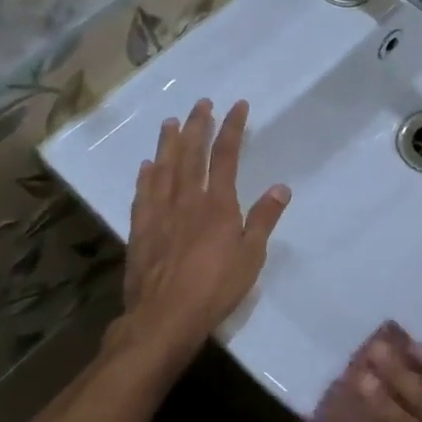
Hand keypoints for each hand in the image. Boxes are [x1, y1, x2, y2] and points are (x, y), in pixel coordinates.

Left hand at [110, 99, 289, 375]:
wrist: (164, 317)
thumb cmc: (215, 289)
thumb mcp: (251, 257)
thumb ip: (263, 220)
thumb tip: (281, 187)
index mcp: (218, 205)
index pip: (226, 156)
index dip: (232, 128)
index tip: (237, 106)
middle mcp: (187, 200)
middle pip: (191, 154)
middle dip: (198, 125)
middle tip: (201, 103)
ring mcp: (160, 213)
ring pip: (164, 168)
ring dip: (168, 143)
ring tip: (171, 121)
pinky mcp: (140, 230)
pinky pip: (143, 195)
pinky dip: (146, 177)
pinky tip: (146, 166)